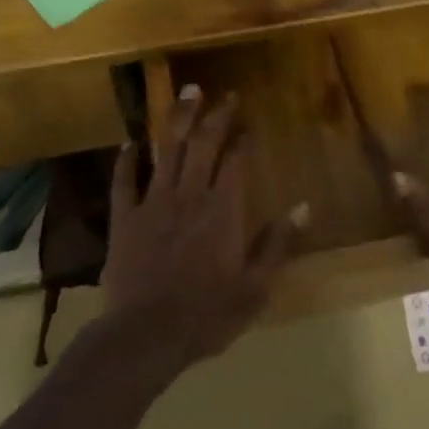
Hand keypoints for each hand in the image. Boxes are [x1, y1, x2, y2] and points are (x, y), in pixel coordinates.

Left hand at [100, 86, 303, 371]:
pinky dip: (127, 160)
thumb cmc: (207, 315)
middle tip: (223, 93)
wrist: (146, 335)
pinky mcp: (124, 219)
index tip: (248, 123)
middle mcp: (189, 196)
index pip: (236, 162)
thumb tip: (304, 207)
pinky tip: (130, 142)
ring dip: (177, 120)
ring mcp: (152, 204)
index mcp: (223, 211)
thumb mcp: (255, 287)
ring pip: (167, 151)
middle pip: (203, 145)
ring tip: (186, 94)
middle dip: (215, 116)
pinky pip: (123, 181)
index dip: (242, 139)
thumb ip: (278, 244)